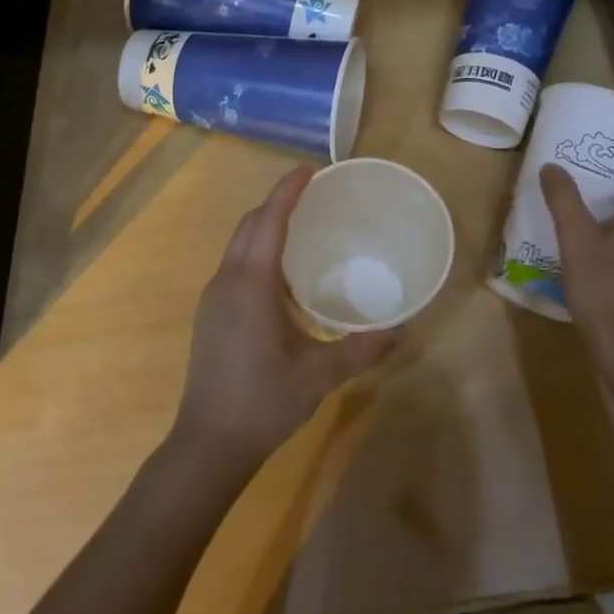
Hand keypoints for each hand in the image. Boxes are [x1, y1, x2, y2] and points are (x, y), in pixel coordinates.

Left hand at [171, 166, 401, 474]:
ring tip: (300, 227)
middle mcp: (227, 281)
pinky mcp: (209, 315)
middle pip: (249, 225)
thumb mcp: (320, 374)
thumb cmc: (264, 402)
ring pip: (238, 245)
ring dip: (264, 227)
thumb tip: (405, 331)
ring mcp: (213, 298)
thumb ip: (363, 349)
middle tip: (312, 194)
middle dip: (276, 203)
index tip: (310, 169)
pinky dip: (257, 253)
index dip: (288, 190)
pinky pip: (234, 266)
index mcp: (252, 284)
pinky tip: (282, 277)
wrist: (208, 443)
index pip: (269, 220)